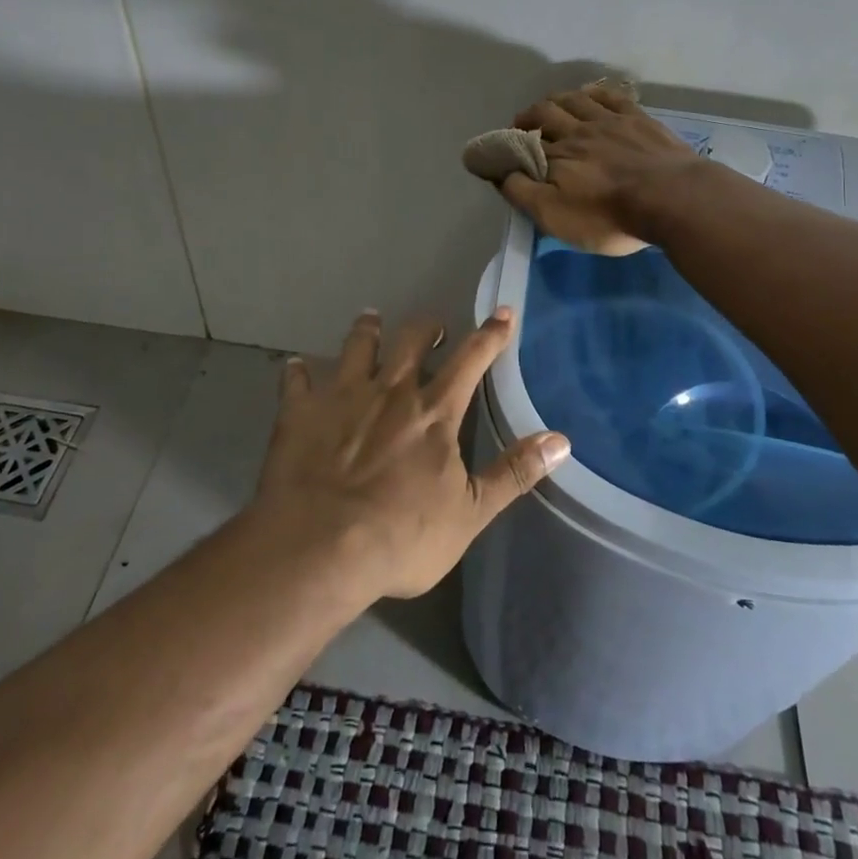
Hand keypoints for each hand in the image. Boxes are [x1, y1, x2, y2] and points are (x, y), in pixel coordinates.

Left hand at [250, 309, 569, 601]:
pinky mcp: (300, 411)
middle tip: (432, 327)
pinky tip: (296, 367)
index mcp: (434, 411)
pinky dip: (298, 372)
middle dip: (426, 327)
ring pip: (357, 346)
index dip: (491, 334)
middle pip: (412, 340)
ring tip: (371, 319)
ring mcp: (341, 395)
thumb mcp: (470, 513)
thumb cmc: (401, 536)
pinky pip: (296, 379)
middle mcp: (390, 390)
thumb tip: (561, 440)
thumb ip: (514, 473)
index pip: (472, 358)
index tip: (503, 311)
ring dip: (367, 330)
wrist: (318, 547)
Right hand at [500, 85, 705, 254]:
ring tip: (550, 106)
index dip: (508, 146)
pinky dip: (594, 93)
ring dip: (557, 100)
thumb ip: (522, 192)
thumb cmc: (609, 216)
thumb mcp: (555, 216)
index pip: (522, 144)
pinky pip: (610, 96)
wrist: (673, 199)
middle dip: (528, 117)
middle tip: (522, 125)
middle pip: (545, 113)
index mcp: (555, 155)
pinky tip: (590, 94)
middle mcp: (577, 131)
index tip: (500, 151)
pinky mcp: (639, 118)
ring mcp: (610, 121)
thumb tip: (500, 172)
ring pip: (575, 99)